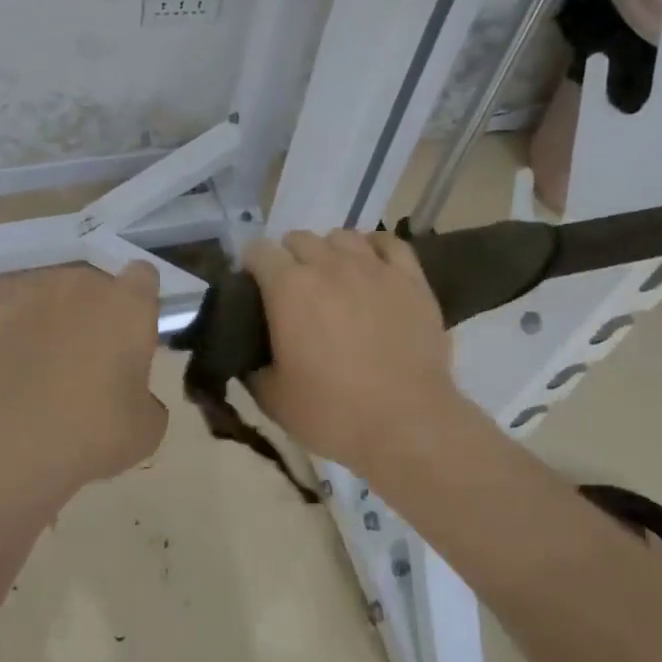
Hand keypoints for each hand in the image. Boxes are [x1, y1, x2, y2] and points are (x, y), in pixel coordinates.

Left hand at [0, 262, 167, 500]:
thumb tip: (132, 395)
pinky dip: (13, 338)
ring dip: (52, 323)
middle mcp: (80, 287)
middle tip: (90, 362)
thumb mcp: (145, 429)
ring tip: (43, 370)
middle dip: (94, 314)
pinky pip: (11, 319)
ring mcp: (30, 296)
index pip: (143, 276)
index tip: (135, 333)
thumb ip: (146, 397)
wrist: (8, 444)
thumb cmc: (91, 433)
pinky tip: (9, 376)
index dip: (140, 302)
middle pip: (93, 287)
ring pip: (50, 300)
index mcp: (127, 306)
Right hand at [243, 229, 468, 480]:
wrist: (407, 425)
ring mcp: (373, 268)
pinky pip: (390, 243)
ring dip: (329, 251)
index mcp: (288, 288)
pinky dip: (375, 248)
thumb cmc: (332, 413)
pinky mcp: (411, 280)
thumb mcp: (272, 397)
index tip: (253, 289)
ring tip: (332, 278)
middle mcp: (328, 265)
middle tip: (292, 291)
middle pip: (299, 239)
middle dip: (288, 258)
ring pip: (342, 236)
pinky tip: (371, 265)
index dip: (251, 267)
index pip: (258, 252)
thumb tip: (250, 354)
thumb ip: (253, 366)